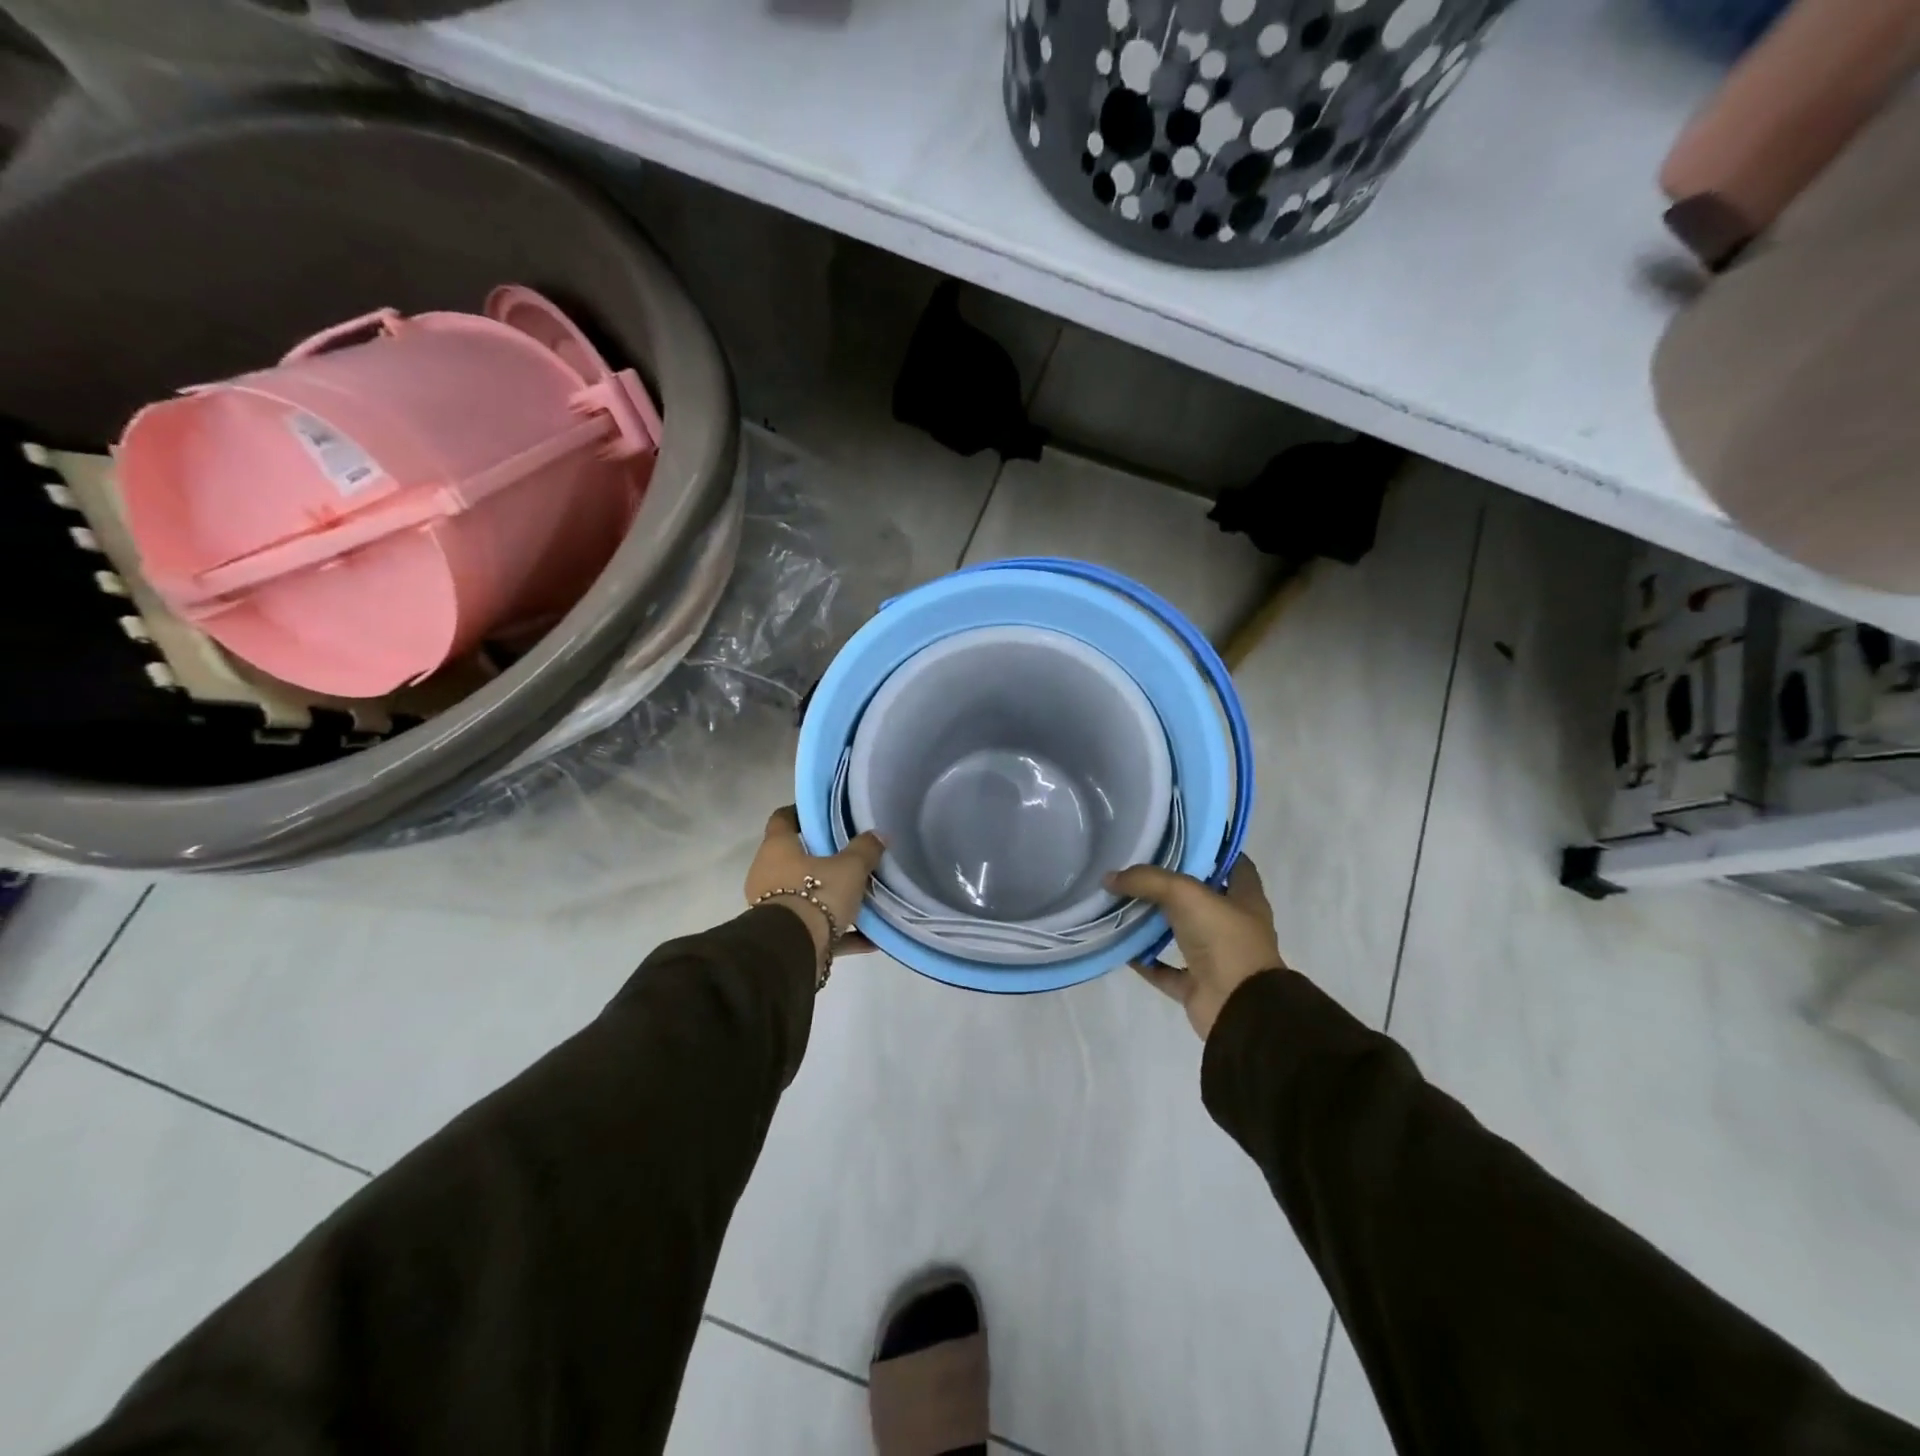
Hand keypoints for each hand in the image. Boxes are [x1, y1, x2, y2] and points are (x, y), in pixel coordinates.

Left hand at [745, 806, 884, 965]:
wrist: (792, 950)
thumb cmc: (816, 894)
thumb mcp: (850, 868)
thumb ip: (865, 849)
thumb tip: (879, 834)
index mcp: (777, 848)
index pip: (782, 819)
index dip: (800, 813)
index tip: (823, 814)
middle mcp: (767, 874)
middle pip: (794, 859)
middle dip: (819, 859)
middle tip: (849, 854)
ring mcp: (772, 906)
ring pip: (804, 895)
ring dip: (829, 897)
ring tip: (861, 897)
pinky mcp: (784, 935)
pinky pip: (815, 927)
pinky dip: (838, 931)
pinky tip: (869, 938)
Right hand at [1109, 858, 1285, 1039]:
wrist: (1237, 1008)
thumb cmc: (1224, 940)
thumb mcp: (1185, 894)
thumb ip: (1147, 880)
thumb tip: (1109, 878)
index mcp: (1245, 899)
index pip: (1234, 864)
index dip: (1211, 849)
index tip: (1179, 838)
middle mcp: (1233, 926)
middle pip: (1200, 898)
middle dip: (1171, 884)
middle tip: (1137, 867)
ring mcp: (1216, 958)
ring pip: (1180, 933)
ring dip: (1154, 922)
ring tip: (1122, 902)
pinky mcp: (1197, 985)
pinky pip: (1164, 969)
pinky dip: (1144, 960)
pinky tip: (1121, 946)